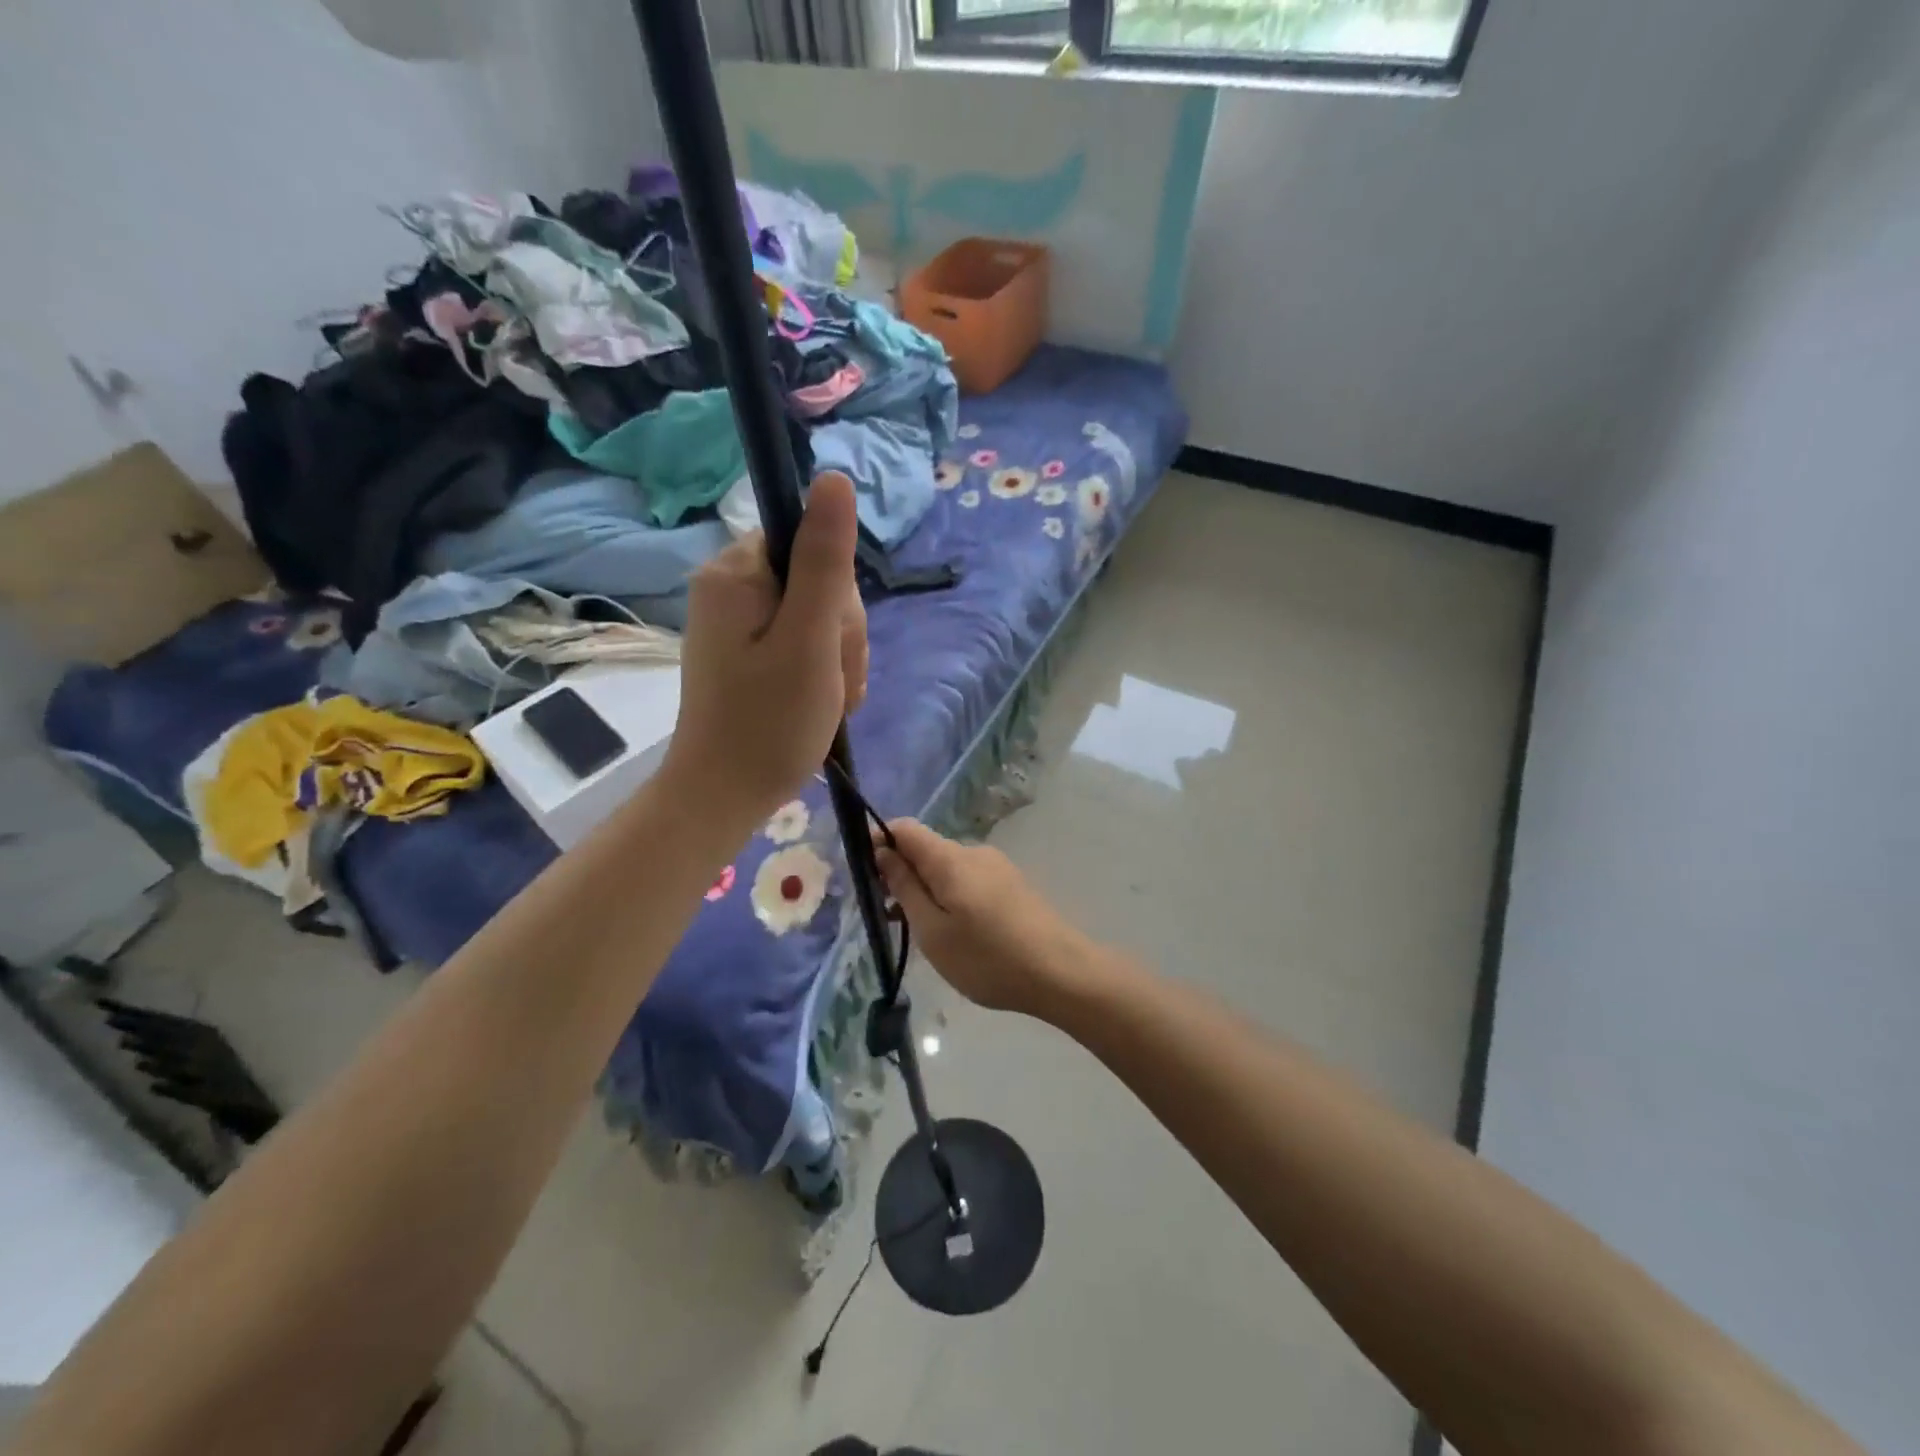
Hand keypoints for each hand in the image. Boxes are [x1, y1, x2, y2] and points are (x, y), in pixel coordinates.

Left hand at [663, 472, 867, 825]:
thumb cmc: (769, 722)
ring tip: (828, 700)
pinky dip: (822, 669)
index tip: (832, 646)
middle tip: (831, 683)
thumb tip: (835, 478)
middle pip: (817, 581)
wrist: (724, 795)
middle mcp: (729, 586)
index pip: (811, 546)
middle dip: (840, 635)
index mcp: (736, 573)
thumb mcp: (810, 640)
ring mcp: (737, 620)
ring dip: (837, 657)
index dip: (837, 596)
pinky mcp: (747, 649)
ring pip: (818, 614)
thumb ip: (826, 560)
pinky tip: (823, 701)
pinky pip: (802, 638)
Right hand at [874, 819, 1095, 1017]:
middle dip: (901, 874)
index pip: (905, 828)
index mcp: (950, 858)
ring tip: (924, 934)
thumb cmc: (988, 957)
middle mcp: (974, 852)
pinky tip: (957, 934)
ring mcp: (997, 867)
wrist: (1061, 972)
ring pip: (947, 868)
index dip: (879, 841)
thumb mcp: (932, 931)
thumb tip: (883, 852)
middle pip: (926, 850)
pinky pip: (968, 881)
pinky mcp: (1012, 885)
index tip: (865, 874)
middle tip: (890, 918)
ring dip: (926, 890)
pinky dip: (950, 898)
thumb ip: (905, 888)